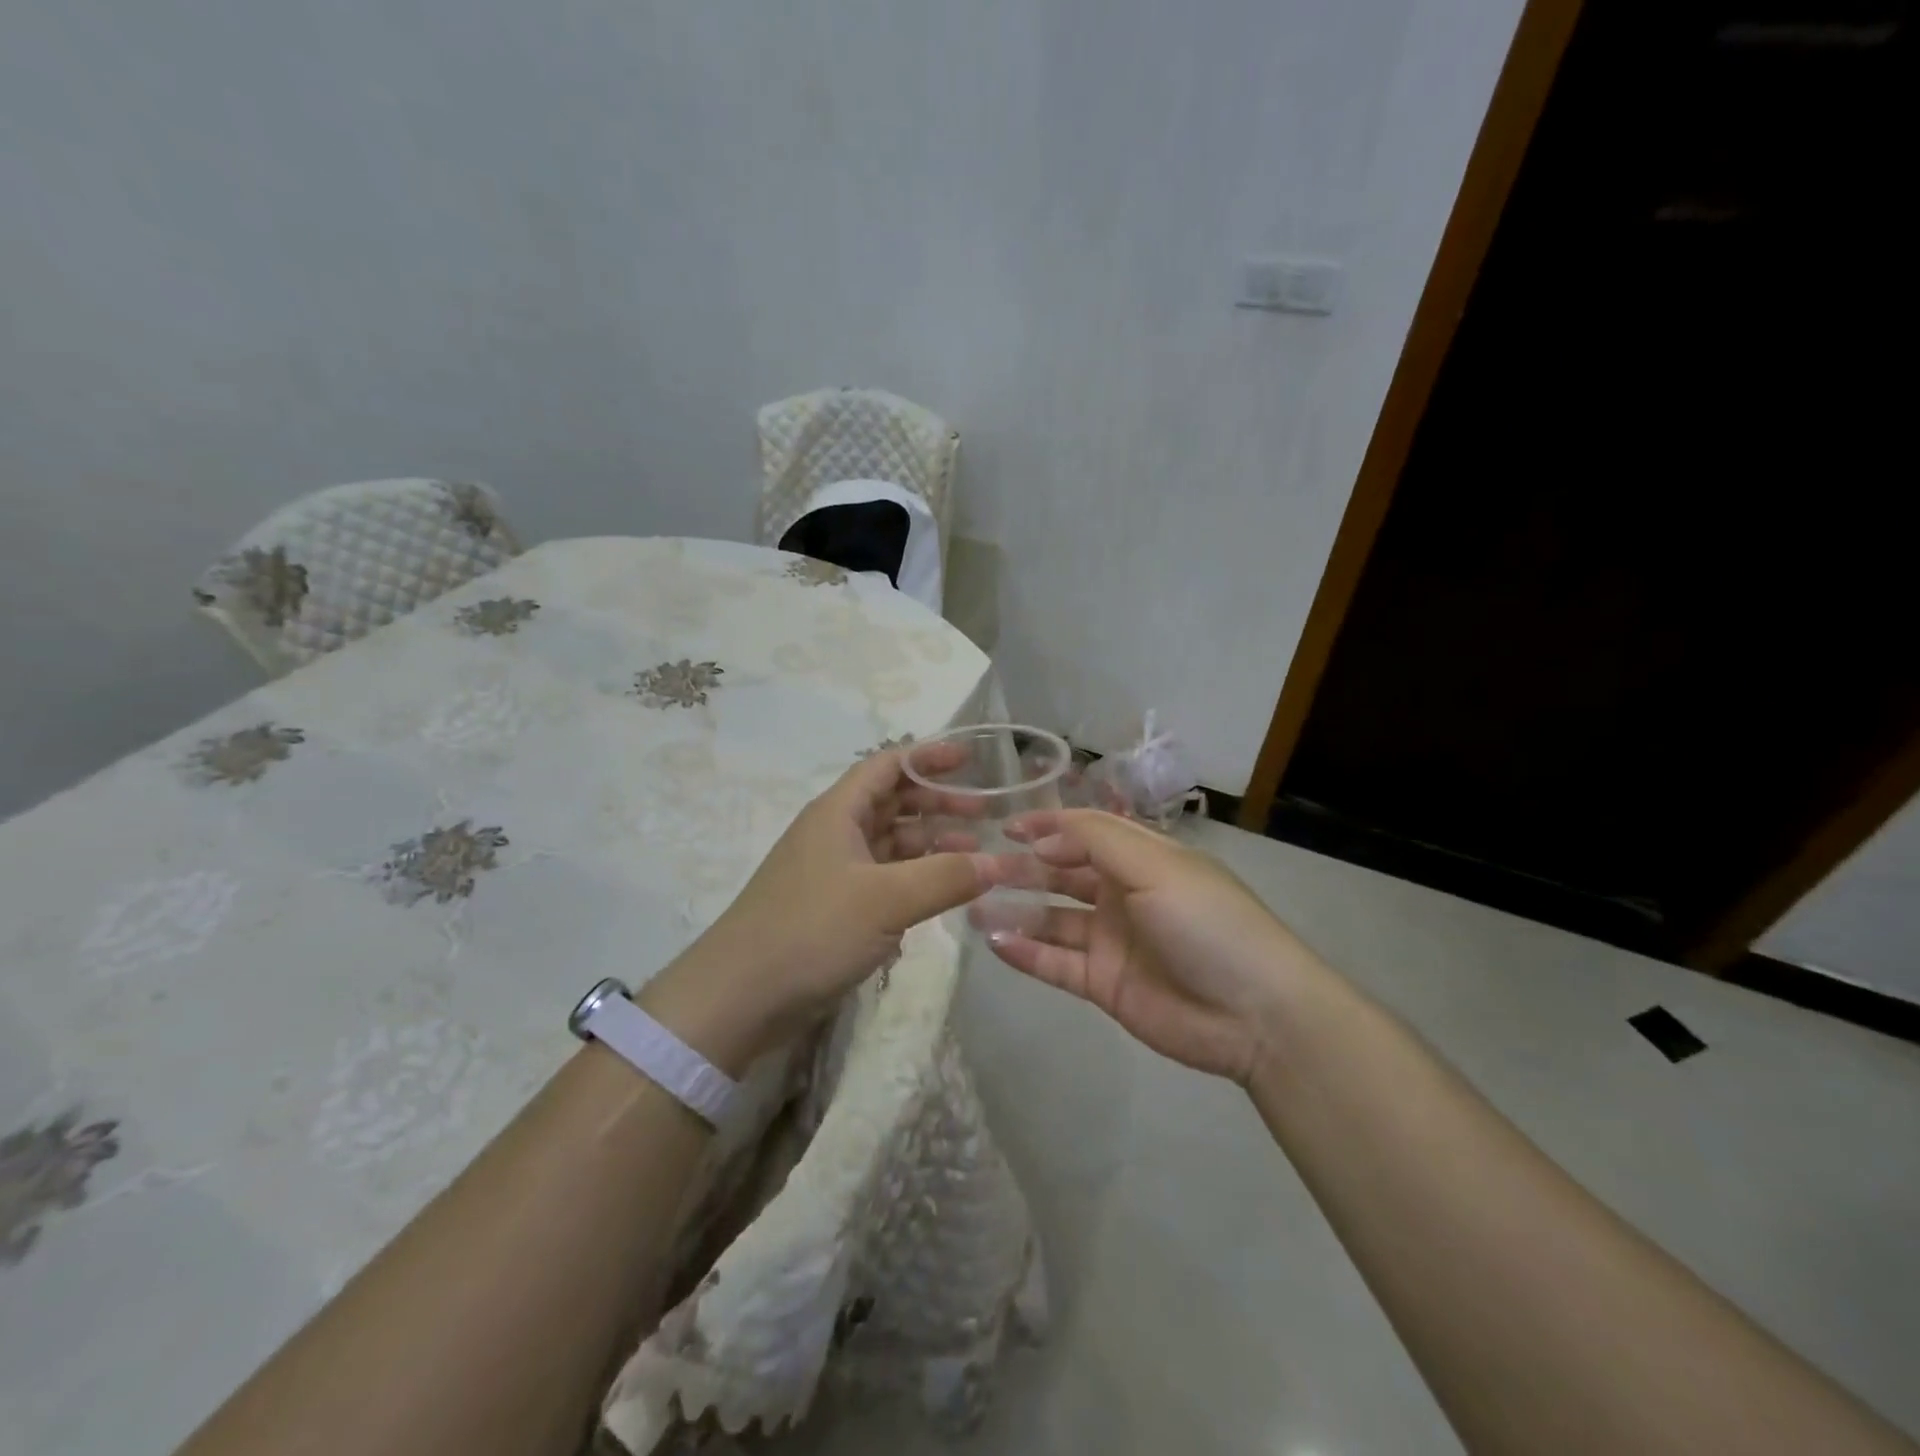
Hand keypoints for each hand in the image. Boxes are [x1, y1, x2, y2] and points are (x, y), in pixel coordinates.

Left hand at [639, 746, 997, 1073]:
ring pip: (890, 842)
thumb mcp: (886, 900)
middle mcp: (834, 833)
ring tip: (974, 854)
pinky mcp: (833, 907)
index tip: (970, 760)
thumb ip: (945, 877)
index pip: (888, 765)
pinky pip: (883, 877)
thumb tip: (998, 862)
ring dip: (931, 843)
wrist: (739, 996)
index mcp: (838, 812)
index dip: (928, 757)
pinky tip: (942, 891)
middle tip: (985, 813)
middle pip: (892, 802)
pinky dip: (915, 877)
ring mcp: (832, 871)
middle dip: (938, 803)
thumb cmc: (811, 930)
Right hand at [980, 810, 1314, 1084]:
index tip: (1004, 827)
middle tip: (976, 868)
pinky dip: (1026, 953)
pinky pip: (1056, 963)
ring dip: (1015, 911)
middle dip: (1022, 868)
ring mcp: (1111, 941)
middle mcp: (1123, 894)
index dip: (1046, 826)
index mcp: (1142, 858)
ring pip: (1052, 919)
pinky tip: (994, 943)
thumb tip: (1043, 838)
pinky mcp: (1103, 984)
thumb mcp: (1156, 865)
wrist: (1254, 1014)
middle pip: (1062, 874)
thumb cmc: (1206, 922)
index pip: (1084, 832)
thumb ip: (1095, 841)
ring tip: (972, 906)